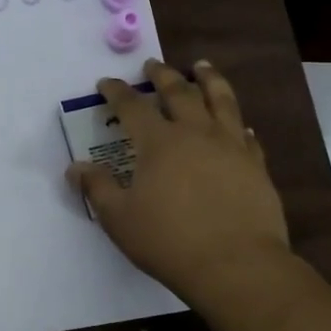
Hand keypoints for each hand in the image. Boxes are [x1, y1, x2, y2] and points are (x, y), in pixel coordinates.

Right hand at [68, 59, 290, 311]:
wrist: (237, 266)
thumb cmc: (169, 241)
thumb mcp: (119, 218)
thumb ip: (97, 188)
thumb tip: (74, 168)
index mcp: (158, 142)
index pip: (132, 106)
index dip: (116, 92)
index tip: (106, 83)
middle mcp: (195, 133)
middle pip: (178, 92)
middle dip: (162, 75)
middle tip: (153, 65)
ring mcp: (230, 146)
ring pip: (220, 101)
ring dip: (209, 80)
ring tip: (203, 67)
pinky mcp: (256, 166)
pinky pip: (247, 136)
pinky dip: (239, 124)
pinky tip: (241, 125)